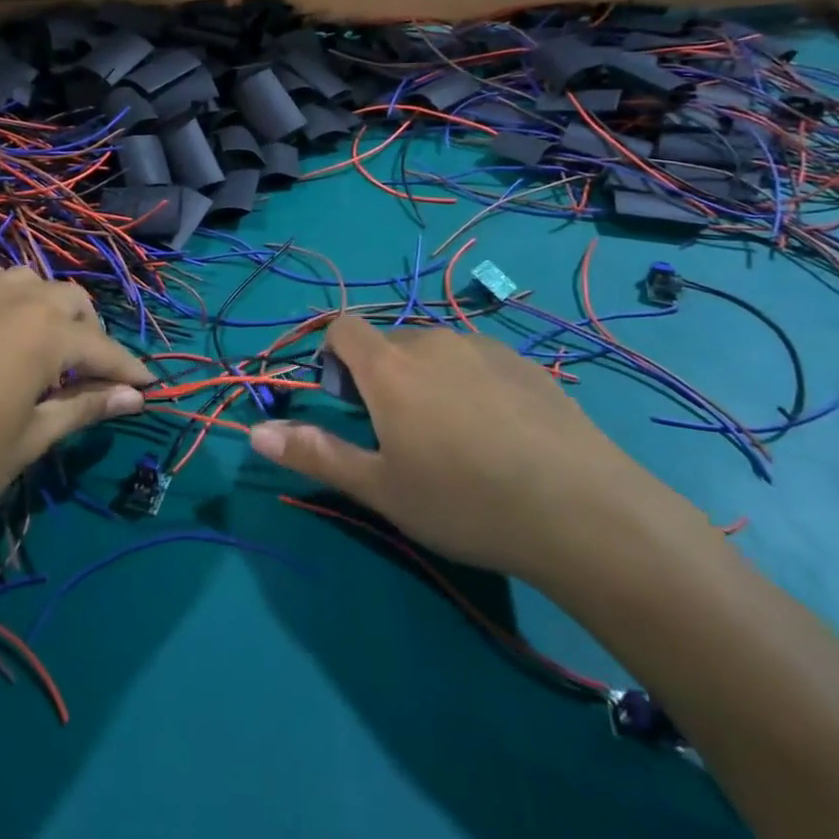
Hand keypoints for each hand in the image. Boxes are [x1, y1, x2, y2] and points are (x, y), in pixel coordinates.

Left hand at [0, 254, 150, 547]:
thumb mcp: (31, 440)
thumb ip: (84, 408)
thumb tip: (135, 398)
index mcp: (46, 334)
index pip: (102, 348)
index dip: (128, 370)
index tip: (148, 388)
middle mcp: (13, 302)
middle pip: (69, 300)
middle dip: (90, 331)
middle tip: (94, 374)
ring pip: (22, 277)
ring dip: (44, 301)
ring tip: (47, 337)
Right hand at [248, 315, 702, 588]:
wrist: (583, 512)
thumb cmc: (464, 501)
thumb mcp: (380, 488)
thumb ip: (314, 454)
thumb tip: (254, 433)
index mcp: (389, 366)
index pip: (344, 326)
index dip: (334, 355)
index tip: (347, 402)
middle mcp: (432, 341)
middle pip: (389, 339)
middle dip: (379, 372)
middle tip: (398, 433)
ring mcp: (484, 347)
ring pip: (435, 350)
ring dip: (425, 377)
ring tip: (452, 437)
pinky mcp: (526, 364)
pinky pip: (477, 360)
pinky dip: (468, 383)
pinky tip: (498, 435)